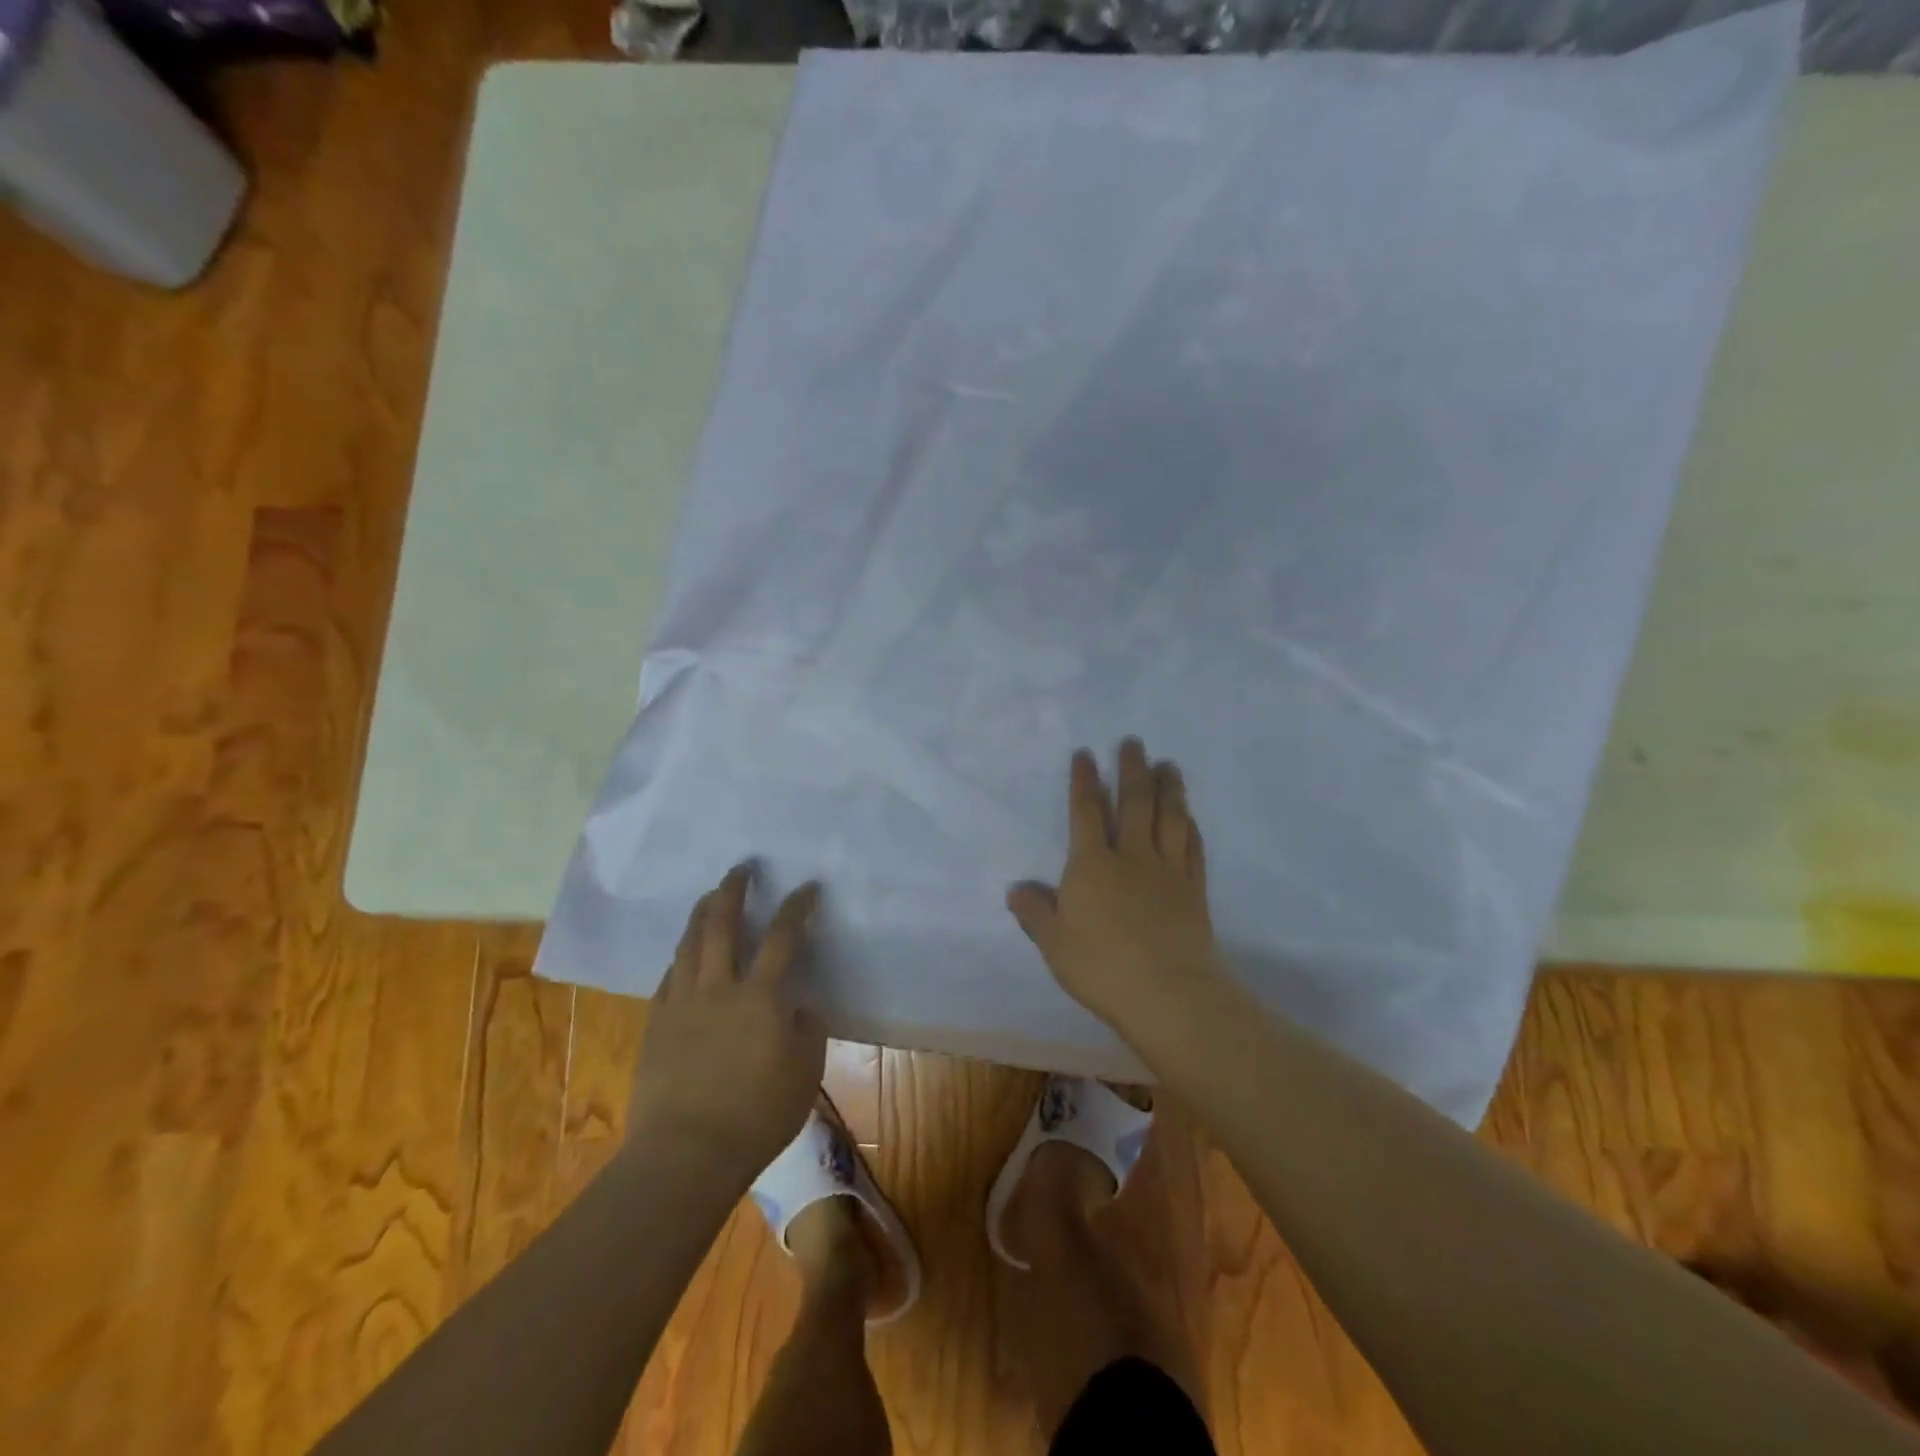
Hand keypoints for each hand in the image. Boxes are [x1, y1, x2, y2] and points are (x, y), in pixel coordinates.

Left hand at [628, 866, 826, 1178]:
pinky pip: (669, 975)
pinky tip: (684, 954)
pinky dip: (681, 955)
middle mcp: (719, 987)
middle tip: (740, 869)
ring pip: (690, 943)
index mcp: (762, 996)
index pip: (783, 936)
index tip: (807, 887)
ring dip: (702, 914)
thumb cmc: (757, 1116)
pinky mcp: (656, 1023)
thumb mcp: (806, 1073)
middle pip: (723, 924)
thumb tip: (800, 1006)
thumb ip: (808, 1030)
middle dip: (733, 890)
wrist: (686, 1153)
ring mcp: (682, 1003)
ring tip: (710, 897)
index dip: (796, 907)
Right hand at [1007, 738, 1223, 1049]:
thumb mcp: (1054, 943)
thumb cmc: (1102, 967)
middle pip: (1134, 804)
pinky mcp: (1194, 891)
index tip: (1086, 754)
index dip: (1085, 781)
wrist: (1168, 994)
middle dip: (1132, 770)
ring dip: (1168, 788)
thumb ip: (1035, 913)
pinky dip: (1190, 828)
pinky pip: (1193, 849)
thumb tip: (1016, 889)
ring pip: (1169, 819)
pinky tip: (1190, 817)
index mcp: (1093, 865)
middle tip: (1133, 742)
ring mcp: (1167, 872)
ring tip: (1167, 765)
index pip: (1087, 813)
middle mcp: (1132, 857)